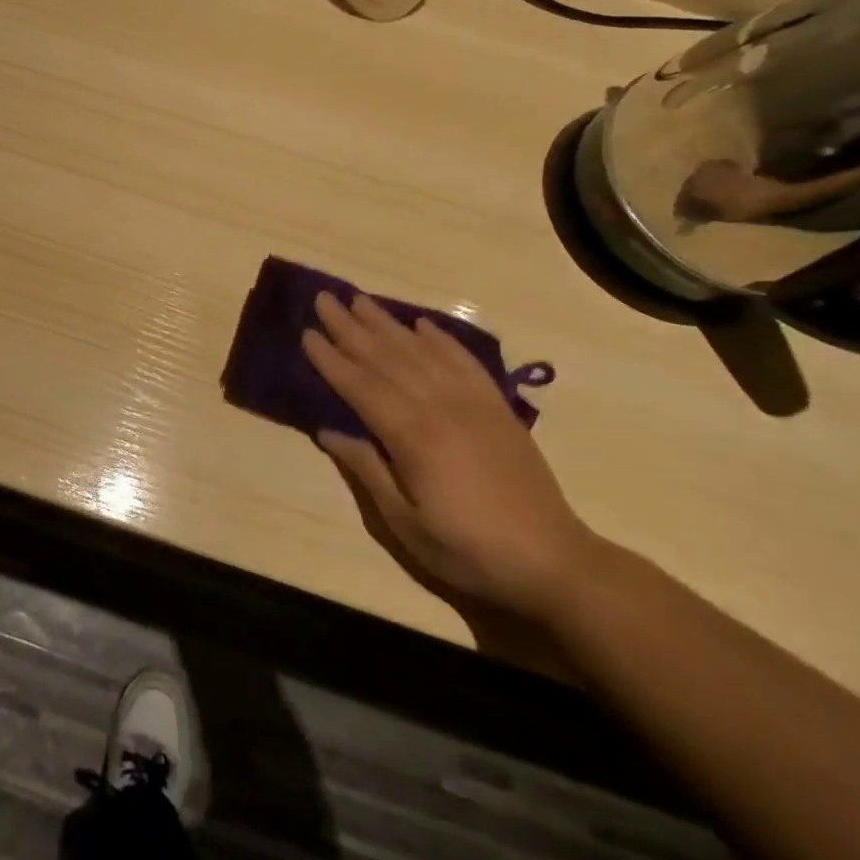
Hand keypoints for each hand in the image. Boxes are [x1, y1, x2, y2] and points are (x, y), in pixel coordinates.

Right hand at [303, 292, 599, 625]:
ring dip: (387, 323)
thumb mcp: (405, 524)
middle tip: (324, 299)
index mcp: (412, 436)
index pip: (360, 386)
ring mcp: (473, 402)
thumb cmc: (468, 549)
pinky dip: (441, 338)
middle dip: (351, 327)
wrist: (553, 560)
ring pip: (421, 351)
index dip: (331, 359)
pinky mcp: (497, 406)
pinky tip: (422, 324)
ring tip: (360, 300)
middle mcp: (440, 406)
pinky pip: (464, 360)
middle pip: (386, 358)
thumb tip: (328, 431)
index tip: (306, 332)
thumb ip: (367, 470)